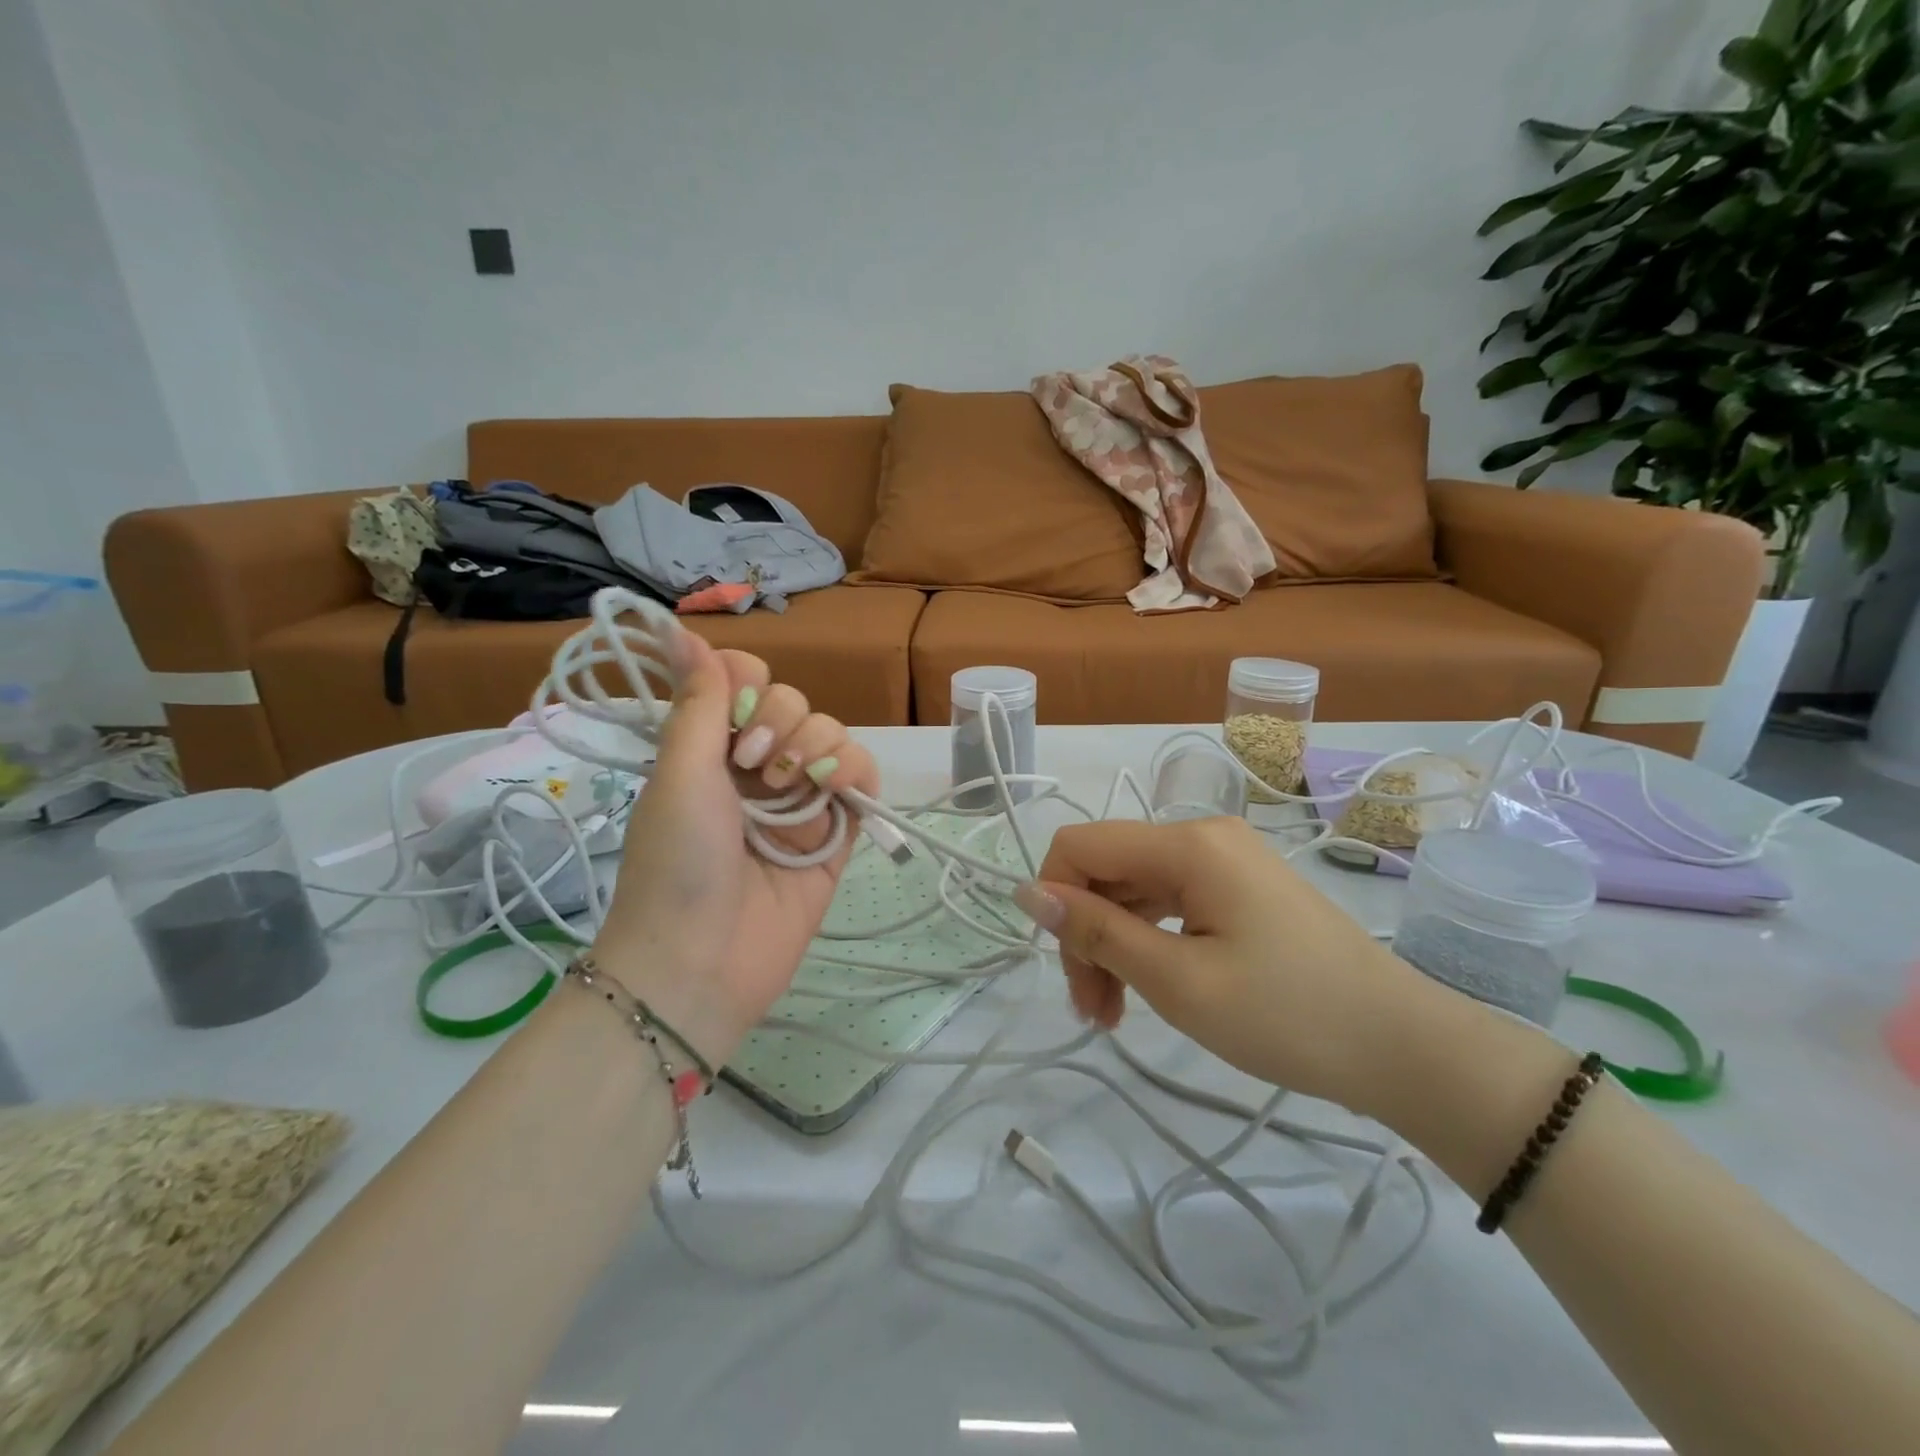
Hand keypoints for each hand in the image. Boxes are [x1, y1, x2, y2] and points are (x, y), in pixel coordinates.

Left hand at [590, 631, 878, 1067]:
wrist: (701, 961)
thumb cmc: (677, 862)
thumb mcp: (680, 774)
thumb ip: (698, 702)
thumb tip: (682, 630)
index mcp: (709, 747)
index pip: (744, 680)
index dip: (748, 681)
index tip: (735, 710)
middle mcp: (755, 766)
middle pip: (793, 702)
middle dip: (779, 721)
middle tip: (753, 765)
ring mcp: (799, 799)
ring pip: (830, 734)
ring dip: (816, 745)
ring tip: (791, 787)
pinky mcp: (836, 831)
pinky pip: (861, 777)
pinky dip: (854, 770)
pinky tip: (836, 788)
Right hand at [1015, 816, 1433, 1112]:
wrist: (1405, 1047)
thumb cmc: (1289, 1016)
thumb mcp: (1179, 980)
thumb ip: (1098, 932)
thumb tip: (1028, 892)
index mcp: (1188, 844)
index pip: (1081, 845)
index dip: (1055, 899)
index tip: (1066, 968)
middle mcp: (1203, 836)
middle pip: (1109, 871)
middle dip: (1087, 936)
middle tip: (1094, 1012)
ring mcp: (1226, 861)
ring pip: (1136, 890)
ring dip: (1115, 945)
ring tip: (1114, 1015)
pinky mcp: (1240, 888)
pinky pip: (1171, 903)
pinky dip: (1149, 942)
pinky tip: (1149, 987)